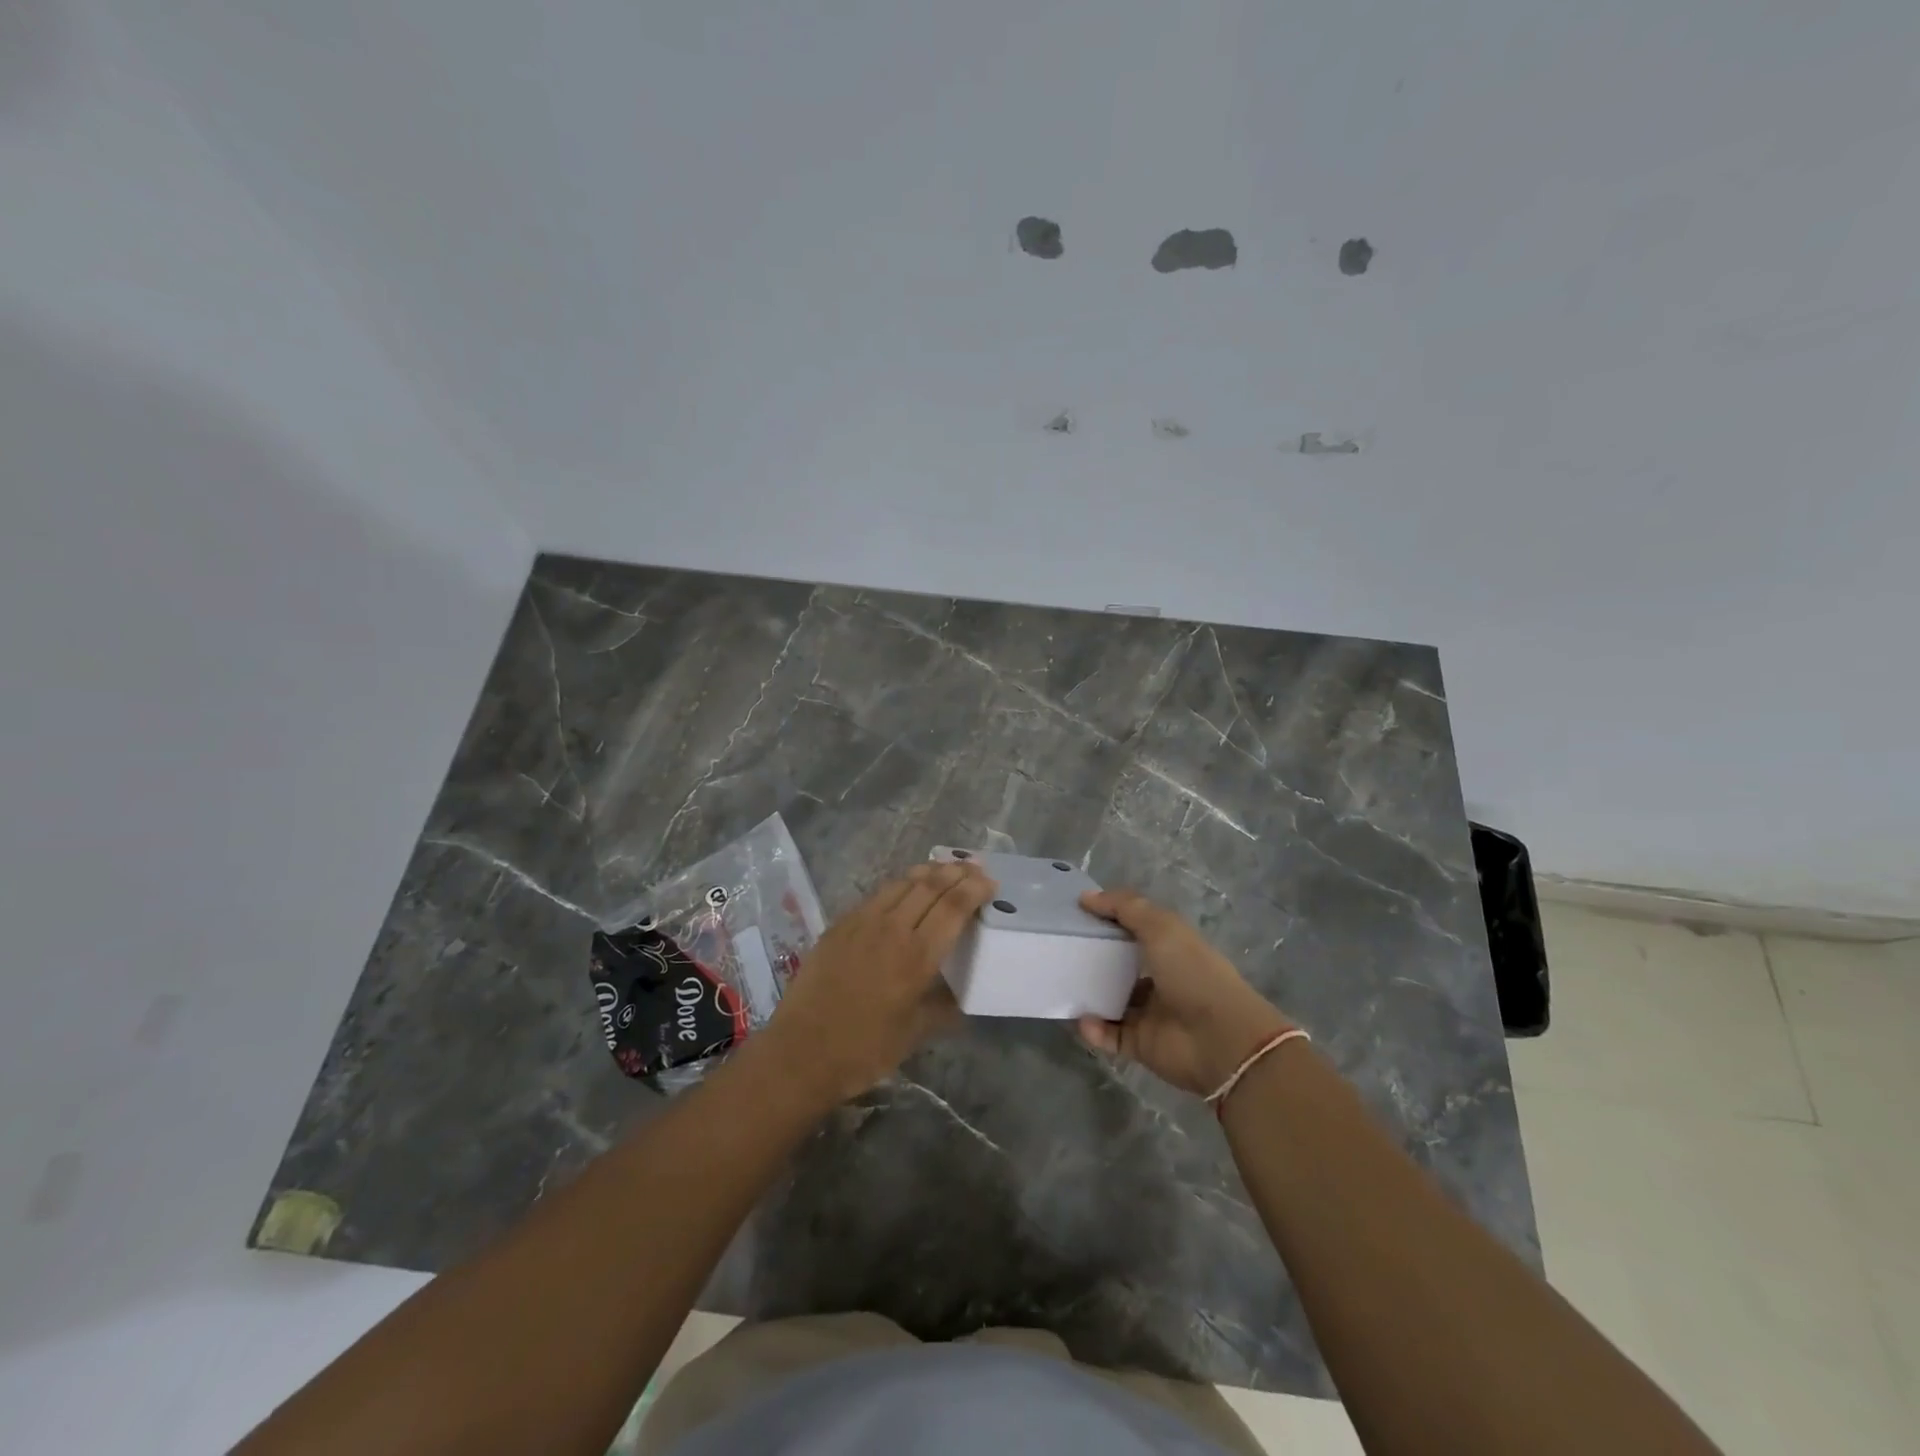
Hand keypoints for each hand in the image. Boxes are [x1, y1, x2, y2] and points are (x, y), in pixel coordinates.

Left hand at [758, 860, 996, 1105]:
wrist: (800, 1053)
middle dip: (957, 872)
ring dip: (928, 872)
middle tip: (974, 868)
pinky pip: (877, 895)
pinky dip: (900, 885)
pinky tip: (904, 890)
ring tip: (945, 869)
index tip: (990, 882)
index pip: (954, 906)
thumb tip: (964, 997)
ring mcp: (861, 922)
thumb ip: (944, 1008)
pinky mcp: (839, 925)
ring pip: (902, 883)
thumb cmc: (864, 1050)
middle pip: (930, 885)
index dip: (975, 888)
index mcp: (917, 956)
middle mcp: (892, 928)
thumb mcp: (915, 1034)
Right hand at [1076, 889, 1294, 1097]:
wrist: (1220, 1039)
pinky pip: (1110, 1035)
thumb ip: (1125, 907)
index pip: (1134, 929)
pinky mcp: (1141, 1044)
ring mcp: (1150, 1013)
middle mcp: (1160, 978)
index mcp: (1170, 947)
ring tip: (1061, 985)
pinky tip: (1081, 1020)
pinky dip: (1093, 1029)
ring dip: (1088, 995)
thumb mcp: (1161, 927)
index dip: (1108, 919)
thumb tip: (1086, 896)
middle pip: (1119, 965)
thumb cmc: (1192, 973)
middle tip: (1060, 951)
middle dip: (1092, 959)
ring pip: (1111, 1001)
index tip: (1076, 913)